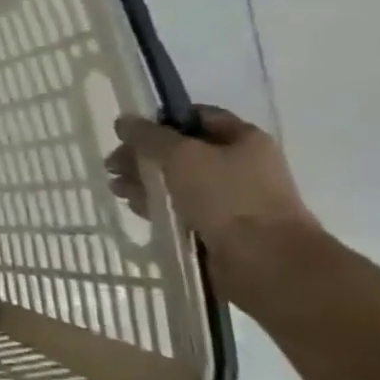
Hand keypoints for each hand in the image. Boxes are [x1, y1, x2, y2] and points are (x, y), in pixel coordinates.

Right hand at [105, 106, 319, 250]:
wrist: (266, 262)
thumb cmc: (226, 198)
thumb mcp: (180, 156)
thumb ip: (148, 136)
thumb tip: (124, 121)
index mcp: (243, 138)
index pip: (195, 117)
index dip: (160, 121)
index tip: (128, 134)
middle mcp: (241, 164)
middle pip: (181, 151)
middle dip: (144, 156)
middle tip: (113, 166)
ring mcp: (231, 198)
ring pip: (178, 181)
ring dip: (145, 182)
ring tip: (118, 190)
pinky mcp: (220, 227)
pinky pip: (182, 208)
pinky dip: (159, 205)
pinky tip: (137, 208)